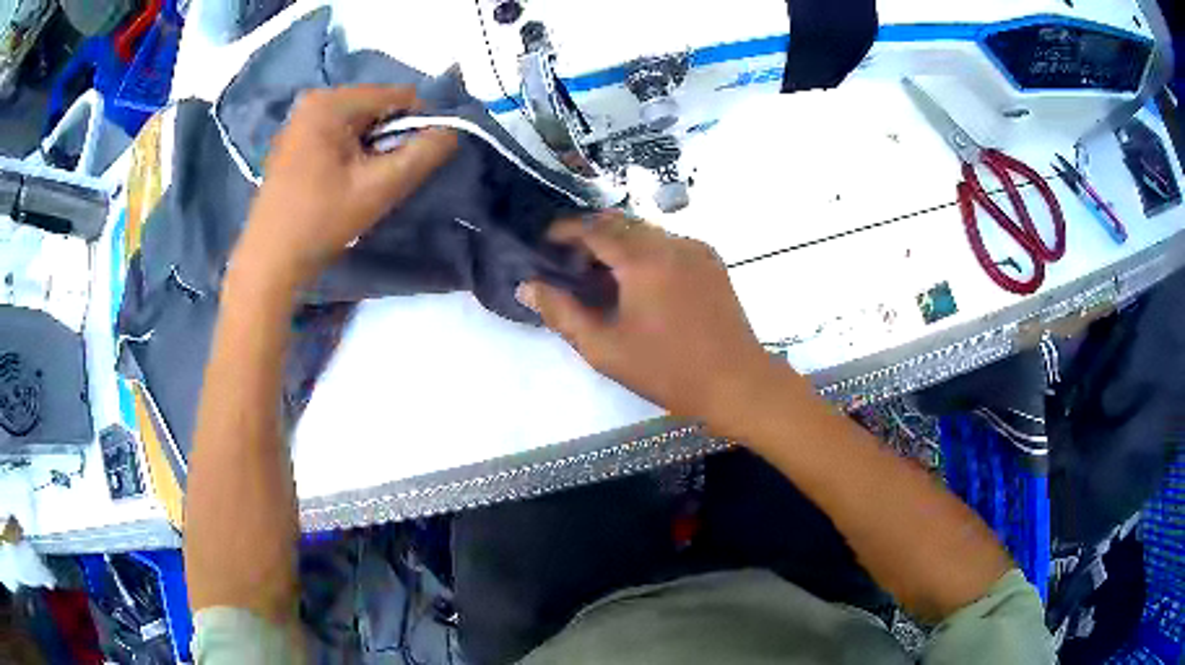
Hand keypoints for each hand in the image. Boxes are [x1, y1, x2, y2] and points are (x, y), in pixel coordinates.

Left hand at [233, 86, 457, 290]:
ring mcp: (301, 119)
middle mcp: (314, 100)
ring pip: (360, 122)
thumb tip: (453, 130)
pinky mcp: (294, 139)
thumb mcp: (380, 188)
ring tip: (359, 183)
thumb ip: (423, 154)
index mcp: (332, 102)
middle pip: (378, 107)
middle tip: (380, 178)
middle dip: (390, 138)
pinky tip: (340, 182)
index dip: (417, 126)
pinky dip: (351, 153)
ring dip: (371, 148)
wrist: (269, 261)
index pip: (400, 96)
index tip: (410, 163)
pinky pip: (339, 133)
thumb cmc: (320, 222)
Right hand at [518, 213, 779, 425]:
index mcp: (642, 259)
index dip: (566, 230)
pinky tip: (639, 279)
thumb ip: (562, 313)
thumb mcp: (605, 348)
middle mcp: (671, 242)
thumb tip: (527, 287)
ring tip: (602, 270)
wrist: (735, 381)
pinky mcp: (711, 261)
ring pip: (647, 230)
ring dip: (620, 240)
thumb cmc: (667, 369)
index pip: (594, 228)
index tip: (546, 240)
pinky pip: (670, 243)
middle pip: (621, 222)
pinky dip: (646, 250)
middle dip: (591, 232)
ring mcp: (696, 249)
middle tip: (570, 256)